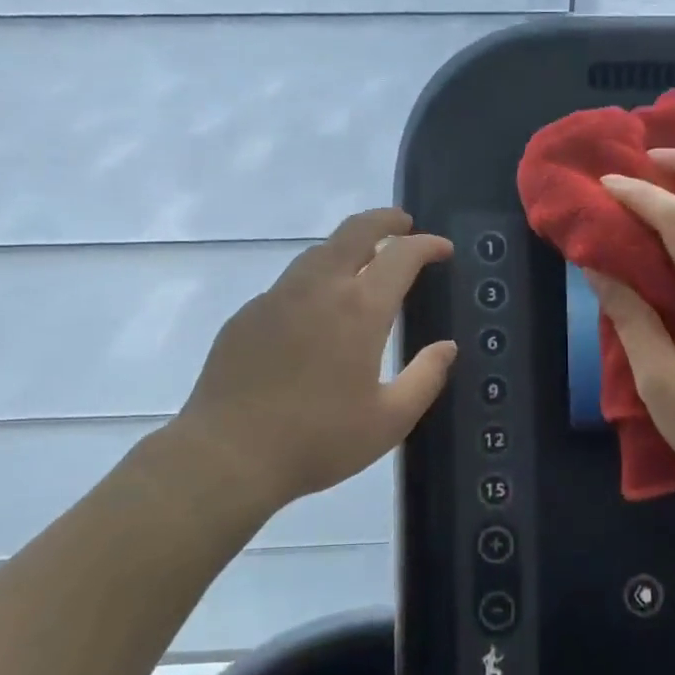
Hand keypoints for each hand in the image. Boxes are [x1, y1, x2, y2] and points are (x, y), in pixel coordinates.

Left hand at [170, 208, 457, 509]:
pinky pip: (290, 283)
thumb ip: (425, 378)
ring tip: (364, 263)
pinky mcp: (248, 314)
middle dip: (385, 220)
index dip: (427, 245)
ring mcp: (277, 297)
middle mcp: (319, 288)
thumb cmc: (318, 440)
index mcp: (360, 309)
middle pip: (355, 231)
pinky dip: (316, 279)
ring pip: (319, 251)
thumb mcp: (388, 421)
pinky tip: (316, 311)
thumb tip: (447, 347)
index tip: (442, 249)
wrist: (228, 454)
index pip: (401, 255)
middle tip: (404, 225)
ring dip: (349, 246)